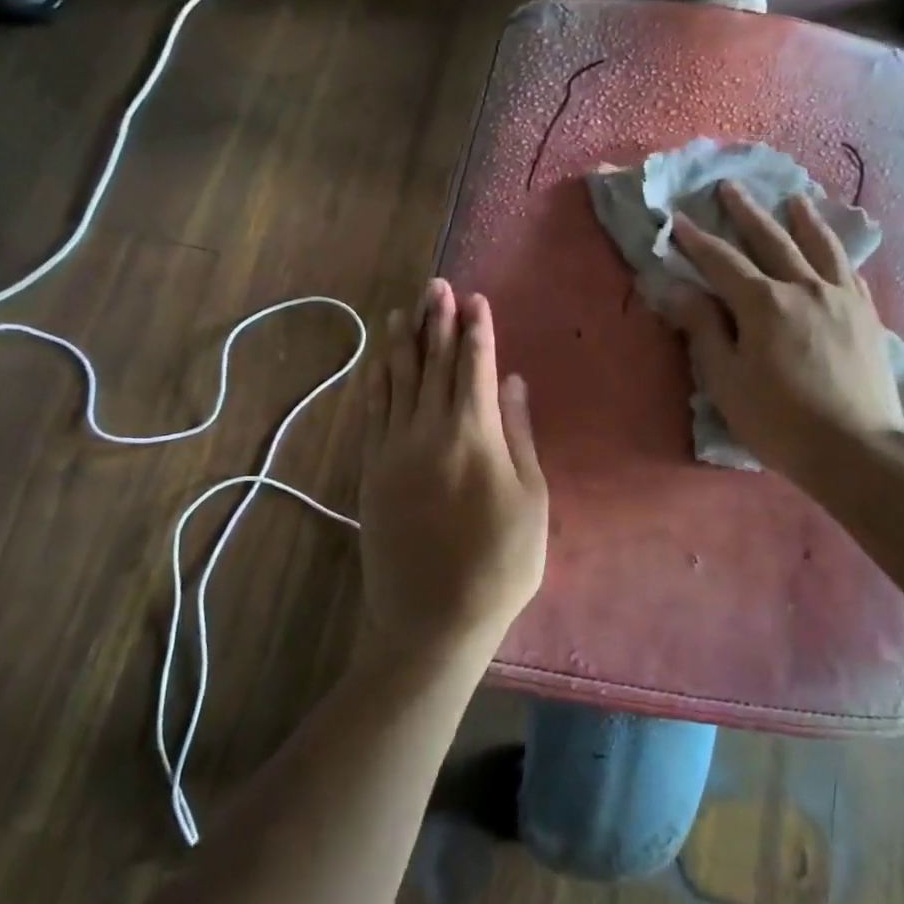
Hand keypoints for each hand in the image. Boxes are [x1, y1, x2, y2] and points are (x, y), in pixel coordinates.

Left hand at [359, 280, 548, 663]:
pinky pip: (373, 412)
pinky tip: (380, 362)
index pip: (474, 367)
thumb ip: (519, 435)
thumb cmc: (500, 563)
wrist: (434, 619)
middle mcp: (428, 430)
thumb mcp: (531, 500)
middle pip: (432, 363)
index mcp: (474, 435)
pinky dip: (377, 381)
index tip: (476, 300)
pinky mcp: (372, 471)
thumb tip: (513, 383)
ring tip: (406, 307)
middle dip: (437, 320)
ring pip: (397, 381)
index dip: (477, 330)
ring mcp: (393, 449)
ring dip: (403, 341)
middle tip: (437, 284)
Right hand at [669, 182, 903, 483]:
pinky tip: (833, 248)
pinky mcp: (867, 315)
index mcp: (763, 303)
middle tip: (729, 187)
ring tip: (793, 198)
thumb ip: (703, 329)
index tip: (678, 219)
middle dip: (746, 213)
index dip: (697, 240)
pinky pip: (849, 270)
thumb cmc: (779, 421)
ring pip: (819, 246)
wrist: (855, 448)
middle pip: (771, 240)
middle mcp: (804, 287)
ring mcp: (841, 297)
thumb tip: (677, 289)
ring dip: (802, 219)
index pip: (722, 262)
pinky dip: (836, 251)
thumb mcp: (726, 380)